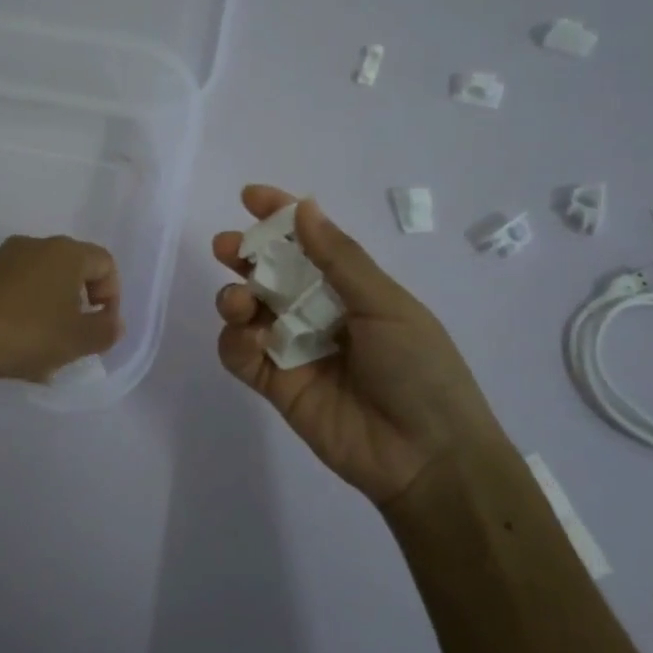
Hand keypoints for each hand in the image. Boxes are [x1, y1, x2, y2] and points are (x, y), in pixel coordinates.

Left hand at [0, 235, 123, 383]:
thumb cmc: (29, 333)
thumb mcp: (78, 340)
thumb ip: (106, 330)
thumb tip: (112, 321)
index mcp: (66, 253)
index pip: (104, 262)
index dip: (112, 295)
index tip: (101, 325)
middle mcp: (35, 246)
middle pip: (70, 270)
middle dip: (78, 304)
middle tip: (74, 337)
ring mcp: (1, 259)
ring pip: (39, 282)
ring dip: (49, 311)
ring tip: (43, 350)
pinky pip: (12, 291)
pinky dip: (21, 313)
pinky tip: (13, 346)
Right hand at [212, 186, 501, 504]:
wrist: (427, 456)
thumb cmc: (419, 368)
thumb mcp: (386, 304)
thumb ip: (339, 258)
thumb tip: (304, 207)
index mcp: (352, 288)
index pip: (309, 243)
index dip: (280, 217)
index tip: (250, 197)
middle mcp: (319, 313)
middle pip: (270, 275)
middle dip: (244, 256)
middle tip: (226, 249)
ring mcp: (295, 350)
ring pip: (249, 313)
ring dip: (235, 298)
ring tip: (241, 302)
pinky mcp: (277, 386)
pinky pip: (242, 356)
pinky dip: (234, 341)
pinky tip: (247, 338)